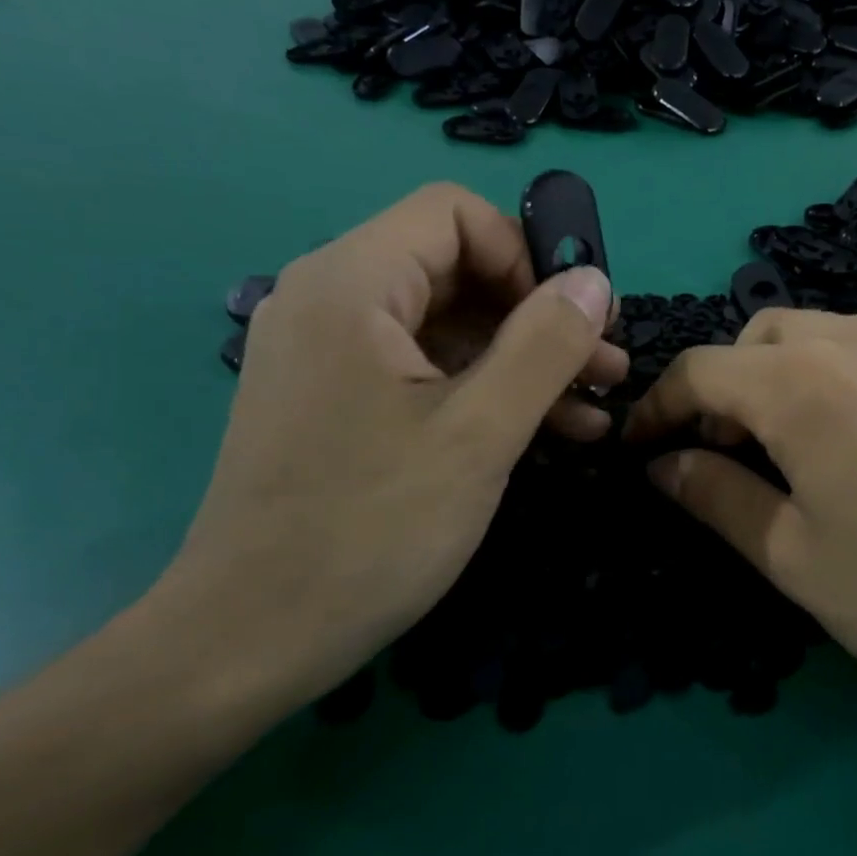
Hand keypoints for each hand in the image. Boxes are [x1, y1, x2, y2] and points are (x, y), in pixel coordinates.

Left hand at [147, 183, 623, 720]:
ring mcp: (331, 354)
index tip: (573, 323)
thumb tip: (593, 280)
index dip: (526, 256)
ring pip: (449, 325)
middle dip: (539, 315)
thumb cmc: (369, 530)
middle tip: (605, 368)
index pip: (455, 214)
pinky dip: (486, 390)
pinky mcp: (339, 401)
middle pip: (457, 269)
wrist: (250, 641)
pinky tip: (550, 432)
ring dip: (525, 360)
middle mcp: (332, 301)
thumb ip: (545, 346)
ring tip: (594, 408)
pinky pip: (425, 370)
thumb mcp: (479, 433)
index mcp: (351, 284)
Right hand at [624, 310, 856, 755]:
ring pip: (811, 336)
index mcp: (802, 382)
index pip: (701, 370)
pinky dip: (824, 379)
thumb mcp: (793, 557)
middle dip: (720, 388)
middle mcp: (856, 341)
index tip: (638, 450)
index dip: (658, 408)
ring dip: (771, 378)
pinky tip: (842, 445)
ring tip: (777, 452)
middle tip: (717, 456)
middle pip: (755, 337)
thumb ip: (716, 496)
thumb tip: (661, 464)